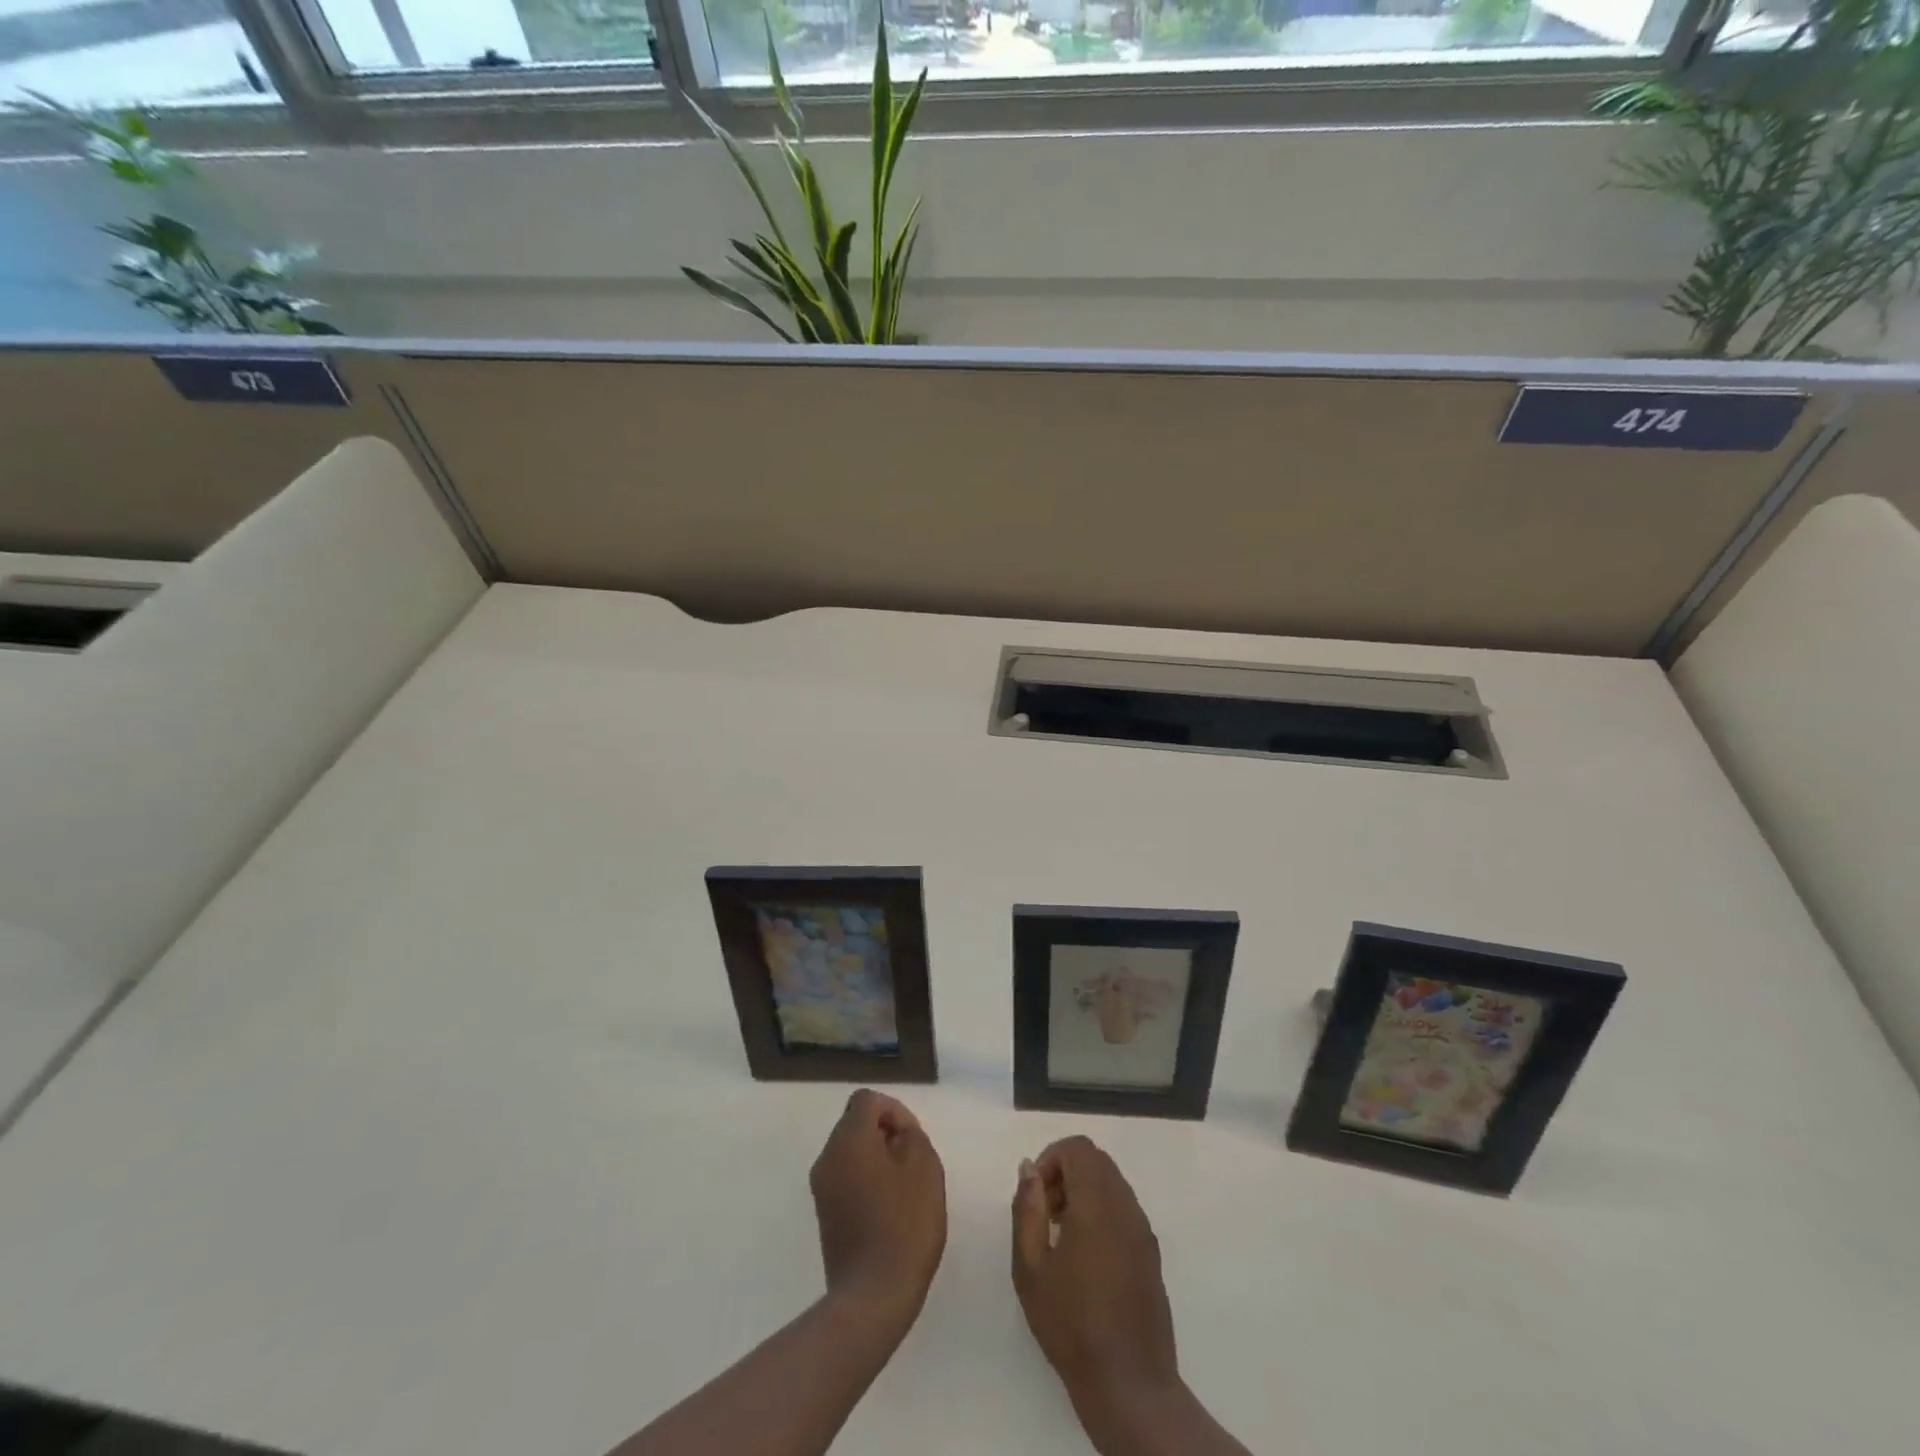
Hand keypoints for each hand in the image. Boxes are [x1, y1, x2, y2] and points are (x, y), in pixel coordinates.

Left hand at [810, 1089, 946, 1326]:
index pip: (867, 1100)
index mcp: (848, 1139)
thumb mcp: (924, 1167)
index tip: (912, 1138)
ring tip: (904, 1188)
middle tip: (913, 1162)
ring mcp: (822, 1188)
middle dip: (885, 1133)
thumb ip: (910, 1134)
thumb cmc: (904, 1224)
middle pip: (855, 1123)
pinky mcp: (825, 1215)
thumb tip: (896, 1131)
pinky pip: (846, 1178)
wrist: (873, 1297)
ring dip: (877, 1158)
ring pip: (851, 1151)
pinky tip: (889, 1209)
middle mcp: (827, 1157)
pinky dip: (867, 1181)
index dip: (894, 1110)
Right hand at [1011, 1136, 1179, 1408]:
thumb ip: (1027, 1209)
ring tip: (1060, 1235)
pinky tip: (1084, 1255)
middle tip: (1044, 1211)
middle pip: (1096, 1161)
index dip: (1052, 1157)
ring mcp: (1143, 1229)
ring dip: (1083, 1191)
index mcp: (1097, 1203)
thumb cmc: (1071, 1324)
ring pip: (1112, 1183)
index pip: (1078, 1148)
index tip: (1035, 1192)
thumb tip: (1029, 1168)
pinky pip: (1124, 1208)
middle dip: (1066, 1172)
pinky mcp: (1151, 1252)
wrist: (1129, 1384)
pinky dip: (1101, 1210)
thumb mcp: (1031, 1267)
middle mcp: (1125, 1206)